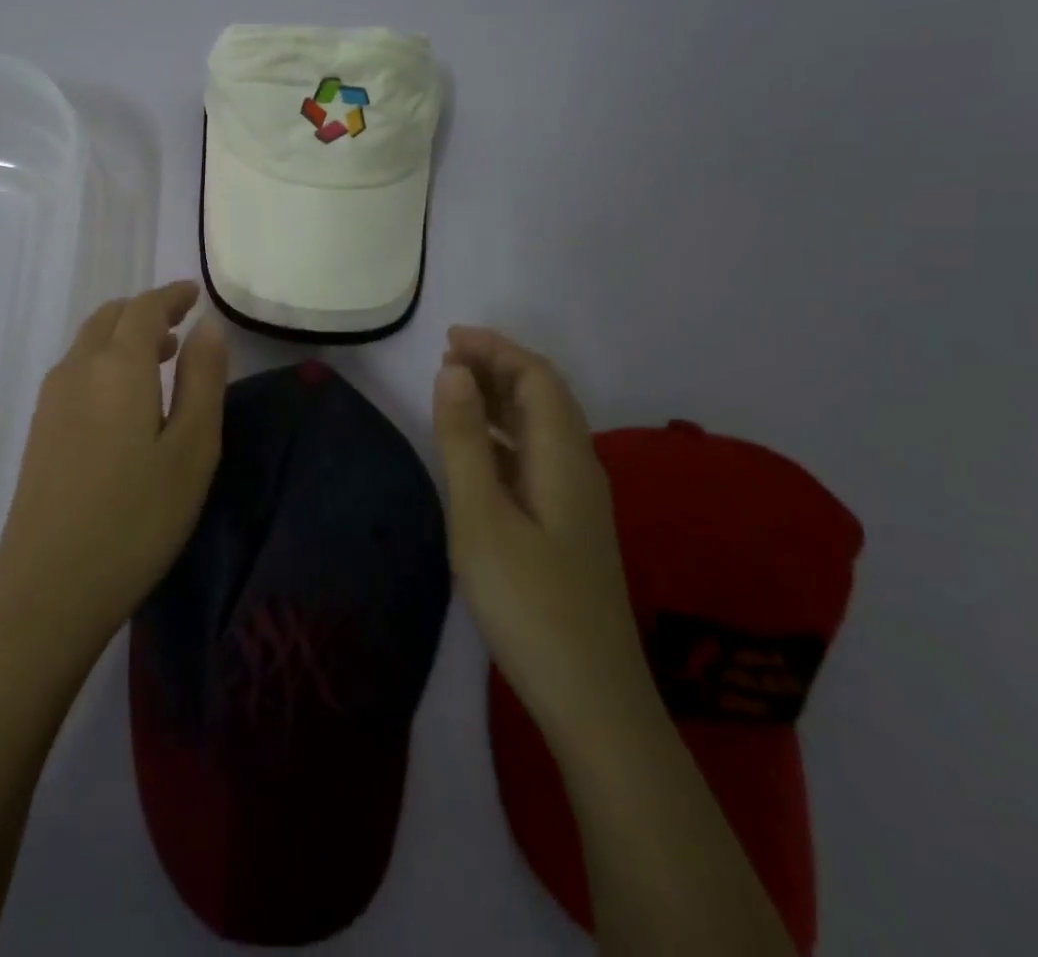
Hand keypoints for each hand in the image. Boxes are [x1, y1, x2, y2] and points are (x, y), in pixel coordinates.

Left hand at [0, 282, 227, 660]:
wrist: (48, 589)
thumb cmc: (136, 518)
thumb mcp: (191, 449)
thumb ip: (202, 380)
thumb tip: (207, 328)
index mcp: (117, 367)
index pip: (143, 308)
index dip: (170, 296)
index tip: (194, 295)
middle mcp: (77, 370)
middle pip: (109, 318)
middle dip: (145, 313)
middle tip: (180, 325)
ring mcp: (51, 401)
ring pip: (89, 344)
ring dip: (124, 338)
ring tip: (161, 357)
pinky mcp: (40, 431)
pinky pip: (76, 371)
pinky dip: (105, 362)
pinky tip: (125, 400)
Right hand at [432, 327, 644, 739]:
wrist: (591, 698)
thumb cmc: (529, 601)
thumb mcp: (481, 516)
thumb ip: (465, 440)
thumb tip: (453, 371)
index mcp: (564, 456)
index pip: (537, 377)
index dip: (496, 349)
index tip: (449, 338)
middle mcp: (579, 466)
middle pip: (544, 396)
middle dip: (498, 367)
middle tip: (446, 358)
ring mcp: (576, 499)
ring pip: (541, 428)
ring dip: (501, 400)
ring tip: (455, 392)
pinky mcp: (567, 526)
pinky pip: (535, 457)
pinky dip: (504, 436)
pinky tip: (477, 452)